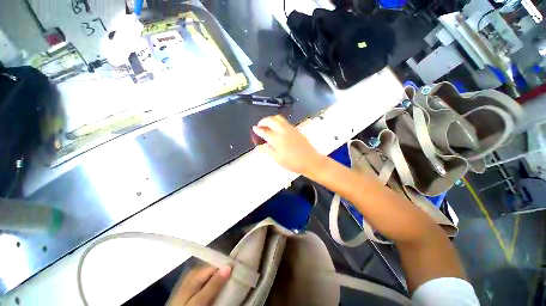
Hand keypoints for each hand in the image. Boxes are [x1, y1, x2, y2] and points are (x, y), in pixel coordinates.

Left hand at [167, 265, 230, 305]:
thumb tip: (229, 266)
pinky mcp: (192, 286)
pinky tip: (217, 289)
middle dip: (224, 274)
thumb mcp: (199, 301)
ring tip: (227, 286)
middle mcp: (195, 271)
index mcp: (196, 272)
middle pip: (214, 269)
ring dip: (220, 280)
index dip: (228, 268)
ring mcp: (193, 279)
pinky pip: (207, 281)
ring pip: (212, 275)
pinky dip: (214, 284)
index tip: (237, 274)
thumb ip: (213, 284)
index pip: (217, 264)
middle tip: (233, 281)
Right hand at [252, 115, 322, 175]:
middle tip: (260, 126)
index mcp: (277, 139)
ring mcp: (290, 129)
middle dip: (263, 121)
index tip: (254, 128)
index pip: (264, 131)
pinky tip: (278, 130)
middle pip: (271, 120)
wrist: (310, 161)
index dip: (258, 129)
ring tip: (268, 126)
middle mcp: (283, 130)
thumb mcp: (277, 159)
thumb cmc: (293, 163)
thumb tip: (259, 146)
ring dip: (271, 120)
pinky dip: (278, 122)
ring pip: (278, 118)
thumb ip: (267, 150)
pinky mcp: (296, 129)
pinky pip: (284, 122)